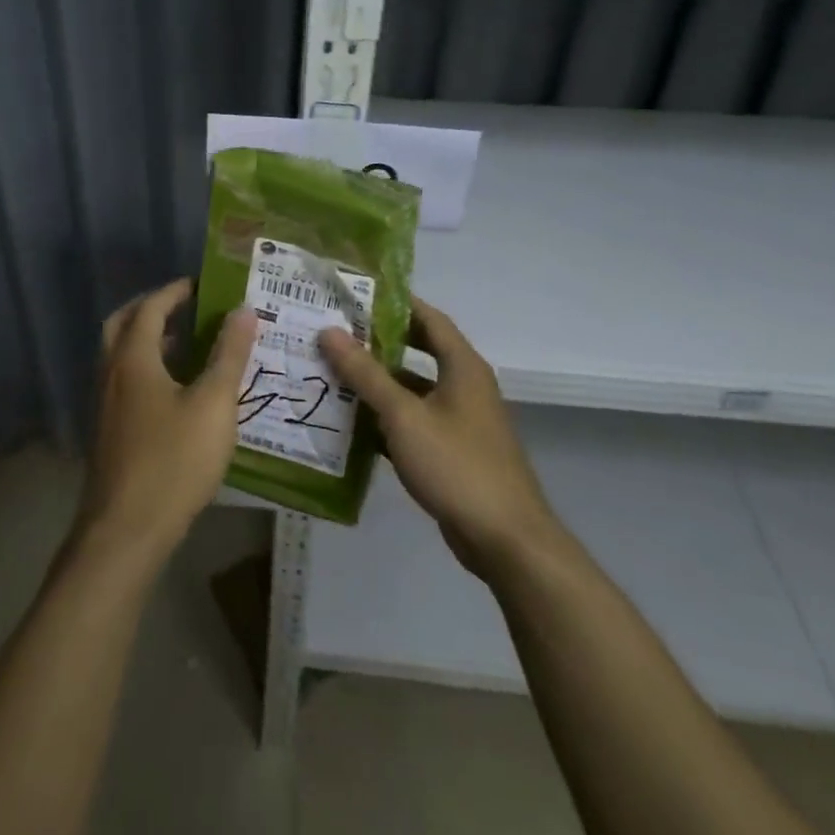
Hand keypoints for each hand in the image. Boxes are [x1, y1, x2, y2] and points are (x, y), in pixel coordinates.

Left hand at [76, 279, 258, 571]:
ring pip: (119, 356)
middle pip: (122, 325)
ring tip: (185, 344)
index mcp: (133, 359)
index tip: (199, 284)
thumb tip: (244, 310)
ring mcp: (104, 405)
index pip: (149, 308)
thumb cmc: (174, 461)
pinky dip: (145, 370)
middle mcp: (111, 374)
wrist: (126, 530)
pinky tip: (174, 393)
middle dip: (150, 309)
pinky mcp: (108, 432)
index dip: (174, 292)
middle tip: (183, 307)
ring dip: (147, 341)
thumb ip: (229, 355)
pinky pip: (123, 383)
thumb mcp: (214, 404)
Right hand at [320, 297, 557, 580]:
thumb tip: (330, 331)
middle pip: (418, 352)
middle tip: (335, 334)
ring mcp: (460, 421)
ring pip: (413, 390)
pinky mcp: (453, 452)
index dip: (394, 302)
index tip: (355, 295)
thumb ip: (366, 374)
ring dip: (378, 384)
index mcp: (462, 367)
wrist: (505, 539)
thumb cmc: (456, 464)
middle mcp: (465, 386)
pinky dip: (386, 420)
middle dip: (378, 343)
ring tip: (333, 374)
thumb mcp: (404, 415)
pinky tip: (351, 424)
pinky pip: (414, 423)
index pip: (428, 318)